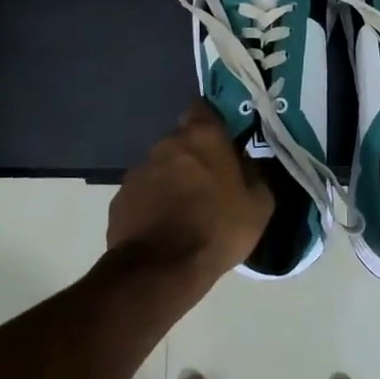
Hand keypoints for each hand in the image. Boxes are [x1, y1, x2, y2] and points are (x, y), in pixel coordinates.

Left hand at [108, 99, 274, 284]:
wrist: (161, 269)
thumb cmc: (218, 228)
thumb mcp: (259, 204)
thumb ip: (255, 174)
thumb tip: (247, 164)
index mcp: (203, 136)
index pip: (203, 108)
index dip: (212, 122)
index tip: (223, 141)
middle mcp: (167, 144)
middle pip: (182, 140)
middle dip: (193, 156)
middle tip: (209, 183)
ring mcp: (139, 170)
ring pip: (161, 167)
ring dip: (172, 180)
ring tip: (185, 211)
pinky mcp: (120, 197)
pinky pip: (143, 193)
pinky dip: (152, 203)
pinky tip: (163, 227)